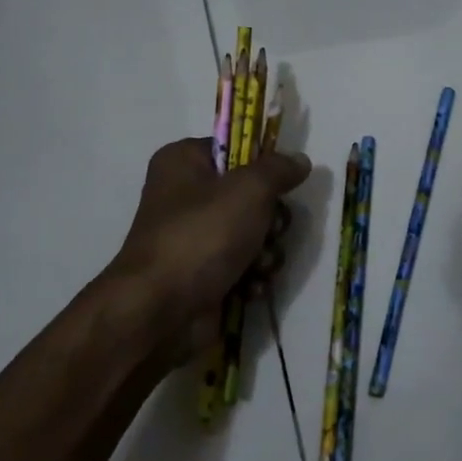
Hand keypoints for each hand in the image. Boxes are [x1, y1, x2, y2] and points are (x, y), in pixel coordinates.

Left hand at [108, 137, 310, 368]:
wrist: (161, 311)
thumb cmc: (202, 235)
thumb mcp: (249, 189)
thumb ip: (279, 170)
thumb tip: (300, 160)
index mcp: (184, 162)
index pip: (235, 149)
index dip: (263, 166)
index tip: (283, 183)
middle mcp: (185, 196)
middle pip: (250, 196)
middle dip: (270, 220)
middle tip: (270, 230)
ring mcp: (193, 238)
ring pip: (252, 235)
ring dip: (265, 252)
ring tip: (259, 266)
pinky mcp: (202, 275)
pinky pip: (242, 267)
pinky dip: (251, 277)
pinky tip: (250, 288)